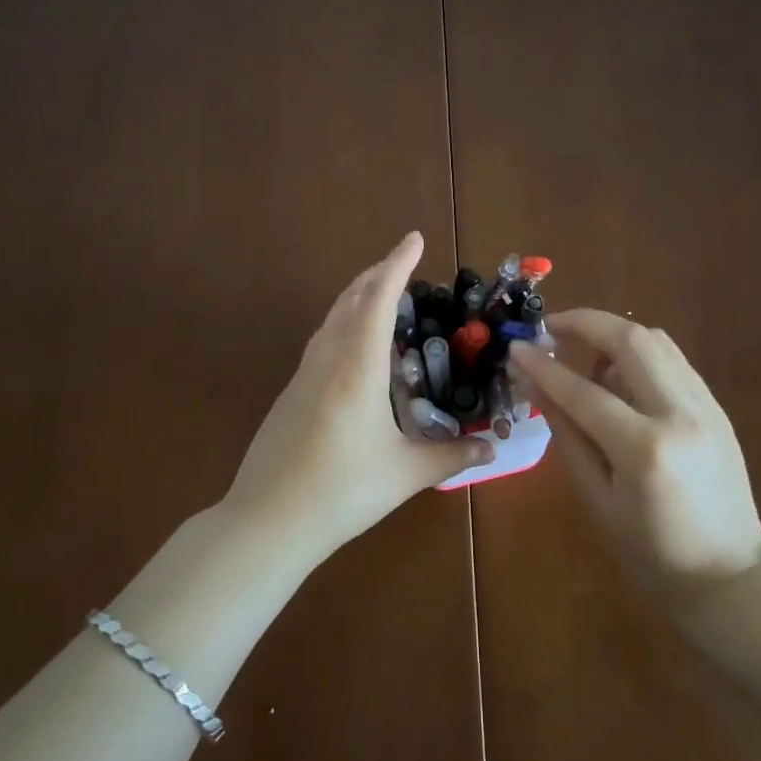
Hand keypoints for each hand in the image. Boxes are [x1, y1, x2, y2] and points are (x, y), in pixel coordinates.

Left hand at [222, 232, 493, 558]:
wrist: (267, 521)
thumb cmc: (341, 492)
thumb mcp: (405, 474)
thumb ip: (452, 457)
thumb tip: (493, 451)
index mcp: (357, 368)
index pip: (379, 300)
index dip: (397, 265)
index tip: (414, 238)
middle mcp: (327, 360)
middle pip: (350, 299)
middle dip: (377, 274)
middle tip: (404, 264)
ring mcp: (302, 376)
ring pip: (331, 319)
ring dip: (357, 297)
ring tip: (382, 295)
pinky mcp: (290, 395)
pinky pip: (321, 342)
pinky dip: (343, 325)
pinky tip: (355, 348)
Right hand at [509, 309, 760, 605]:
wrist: (729, 573)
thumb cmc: (651, 551)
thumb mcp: (596, 498)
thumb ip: (566, 433)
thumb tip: (533, 384)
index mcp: (645, 449)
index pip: (583, 390)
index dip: (543, 366)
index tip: (516, 346)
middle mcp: (680, 414)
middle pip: (630, 340)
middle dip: (584, 322)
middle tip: (550, 326)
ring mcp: (705, 405)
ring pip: (656, 340)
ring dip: (613, 334)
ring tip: (582, 351)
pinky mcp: (716, 406)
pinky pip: (672, 360)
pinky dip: (638, 352)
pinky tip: (617, 372)